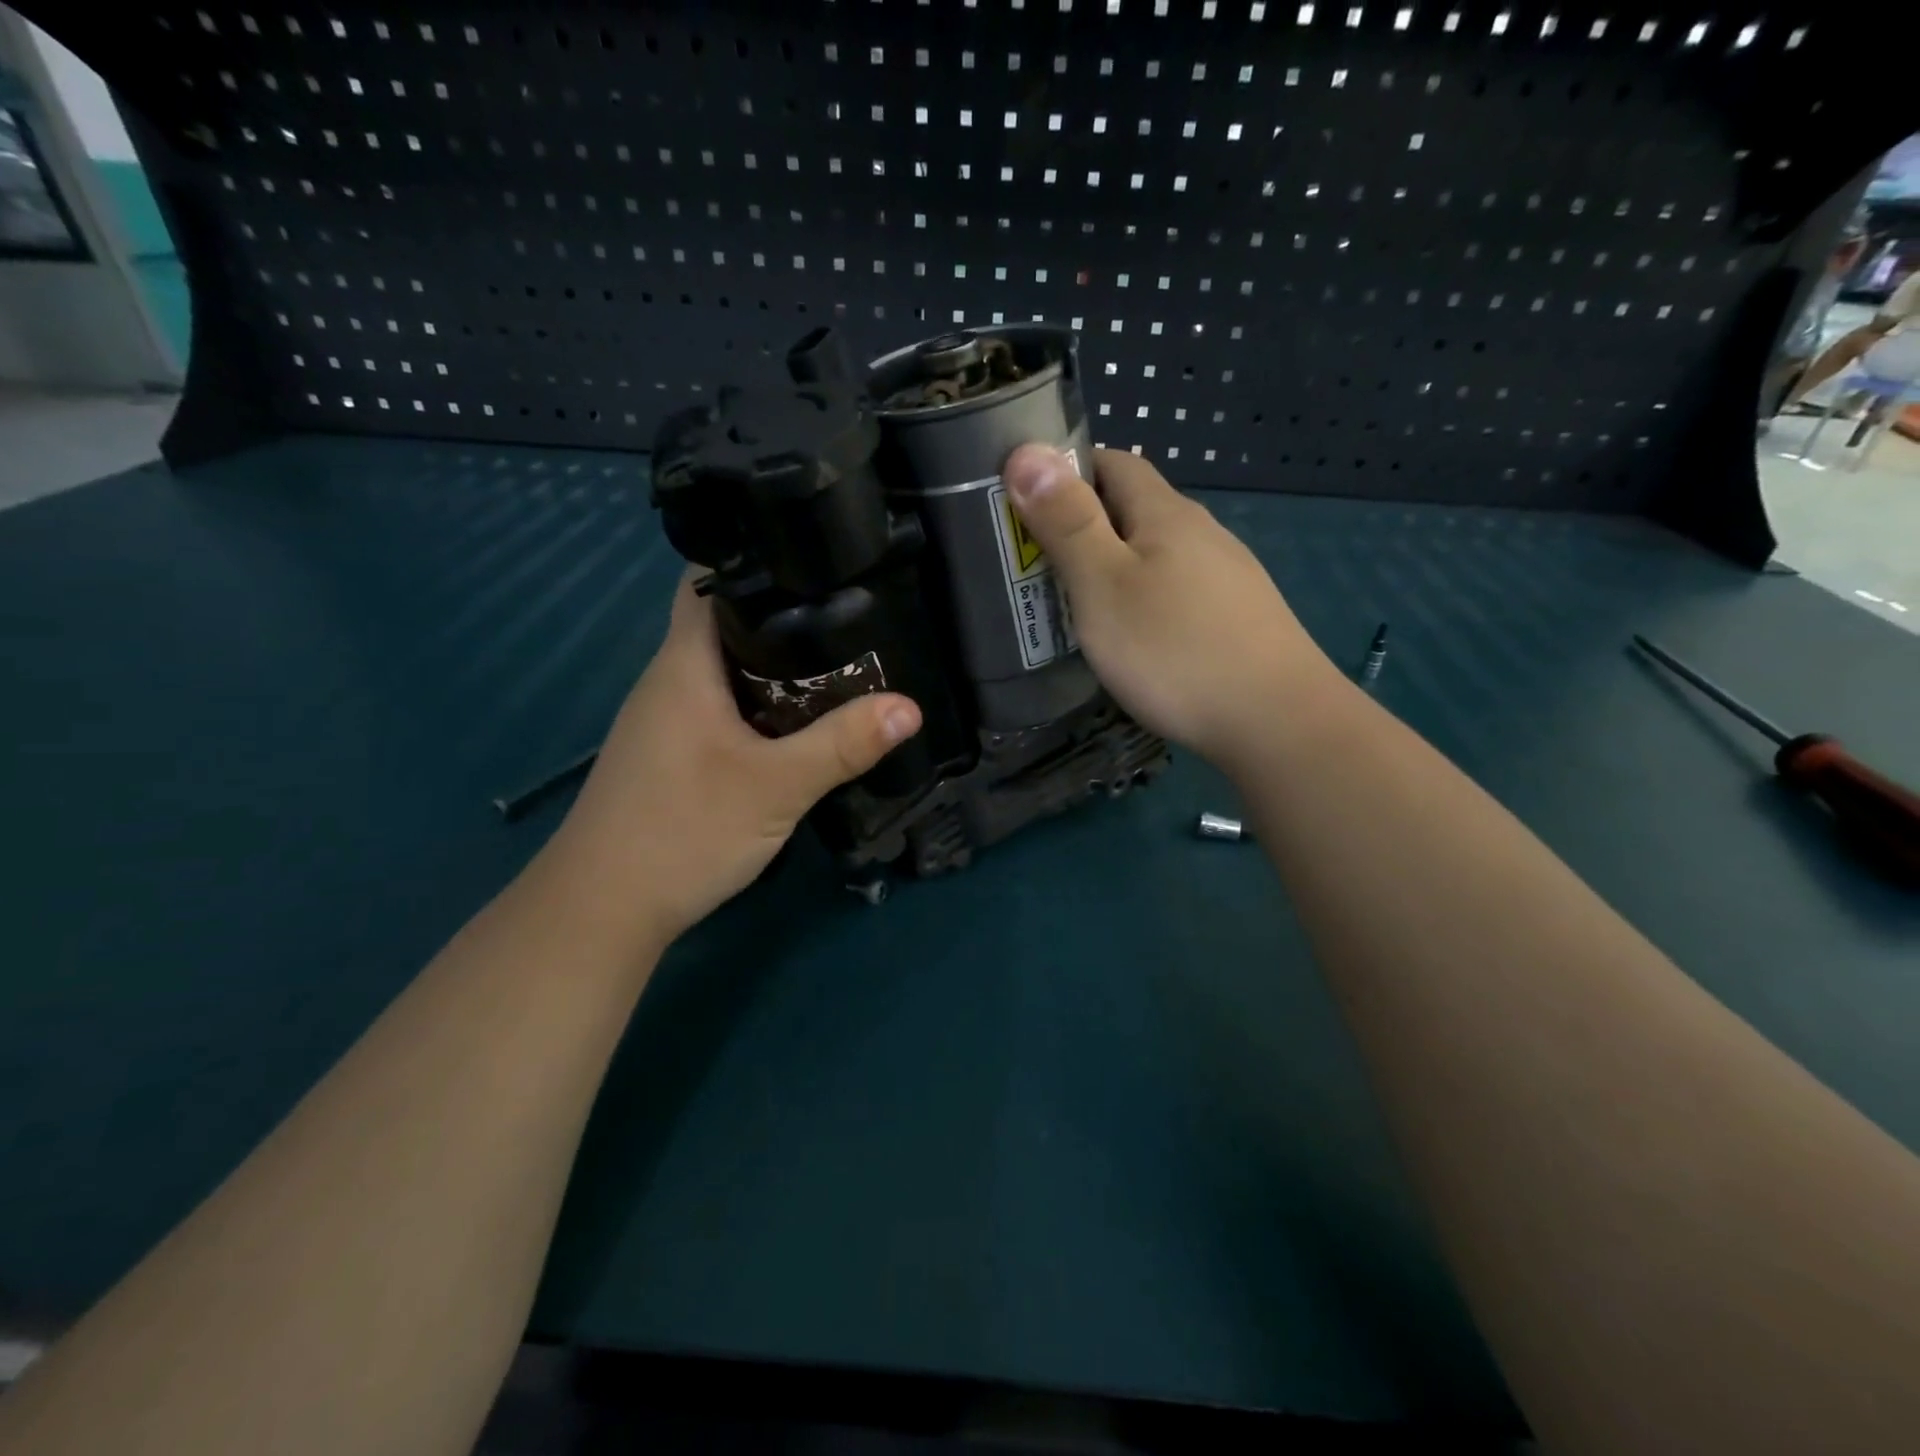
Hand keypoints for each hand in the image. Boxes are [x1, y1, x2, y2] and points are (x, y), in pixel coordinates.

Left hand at [544, 577, 921, 945]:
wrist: (604, 908)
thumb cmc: (682, 831)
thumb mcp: (775, 787)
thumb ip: (842, 744)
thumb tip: (910, 707)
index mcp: (684, 664)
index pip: (710, 581)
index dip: (759, 559)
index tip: (819, 558)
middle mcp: (670, 680)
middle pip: (726, 623)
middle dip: (785, 613)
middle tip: (852, 610)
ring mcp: (668, 720)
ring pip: (728, 670)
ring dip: (776, 664)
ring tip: (842, 657)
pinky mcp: (676, 754)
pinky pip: (725, 707)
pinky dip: (763, 703)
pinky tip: (801, 720)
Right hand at [1002, 445, 1335, 765]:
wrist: (1276, 722)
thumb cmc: (1175, 649)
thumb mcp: (1104, 585)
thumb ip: (1067, 522)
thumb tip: (1026, 451)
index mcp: (1166, 514)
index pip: (1113, 462)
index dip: (1067, 471)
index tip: (1025, 501)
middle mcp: (1202, 533)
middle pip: (1136, 509)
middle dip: (1084, 524)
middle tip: (1037, 562)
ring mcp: (1227, 577)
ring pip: (1157, 554)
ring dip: (1114, 565)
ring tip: (1077, 603)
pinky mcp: (1238, 618)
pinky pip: (1178, 591)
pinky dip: (1144, 598)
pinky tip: (1134, 637)